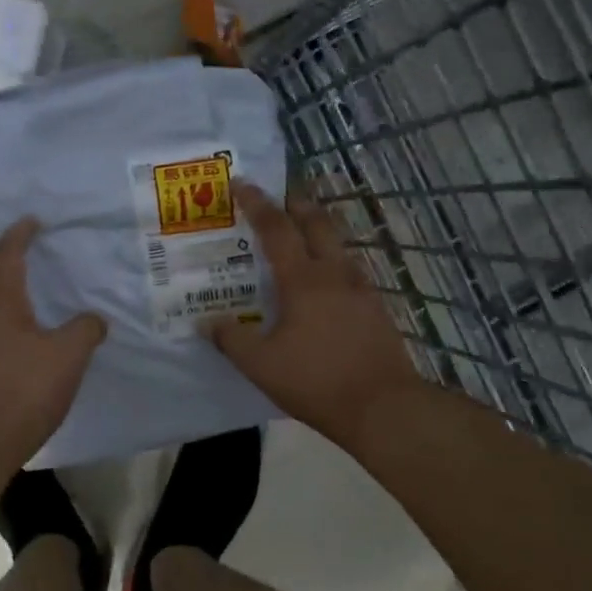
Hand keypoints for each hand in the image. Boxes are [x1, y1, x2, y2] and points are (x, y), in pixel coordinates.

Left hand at [0, 218, 106, 474]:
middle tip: (9, 240)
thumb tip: (94, 319)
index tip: (30, 220)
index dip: (17, 235)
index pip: (5, 256)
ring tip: (12, 282)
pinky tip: (11, 331)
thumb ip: (85, 331)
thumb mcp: (68, 358)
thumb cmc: (22, 392)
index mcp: (0, 306)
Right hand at [208, 182, 426, 449]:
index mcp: (303, 280)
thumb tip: (207, 322)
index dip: (257, 203)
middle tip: (278, 196)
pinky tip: (326, 282)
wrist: (384, 407)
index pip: (276, 228)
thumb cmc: (316, 381)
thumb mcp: (261, 365)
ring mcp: (361, 289)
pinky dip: (332, 261)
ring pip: (338, 245)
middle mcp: (335, 274)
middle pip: (317, 223)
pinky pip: (350, 271)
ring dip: (318, 230)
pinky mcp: (376, 308)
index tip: (241, 183)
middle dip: (296, 203)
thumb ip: (231, 339)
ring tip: (300, 236)